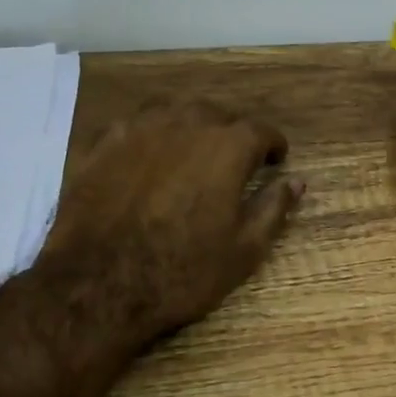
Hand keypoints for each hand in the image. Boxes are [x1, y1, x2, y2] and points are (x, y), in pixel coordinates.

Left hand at [43, 101, 303, 341]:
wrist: (99, 286)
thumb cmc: (183, 271)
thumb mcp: (244, 249)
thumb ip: (273, 208)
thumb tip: (297, 182)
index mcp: (228, 147)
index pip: (261, 131)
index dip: (273, 145)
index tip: (275, 159)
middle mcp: (186, 124)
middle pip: (216, 114)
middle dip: (231, 133)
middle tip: (234, 159)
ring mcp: (138, 129)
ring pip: (172, 111)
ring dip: (189, 125)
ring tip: (191, 149)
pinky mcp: (101, 144)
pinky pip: (133, 125)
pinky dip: (149, 135)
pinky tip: (146, 155)